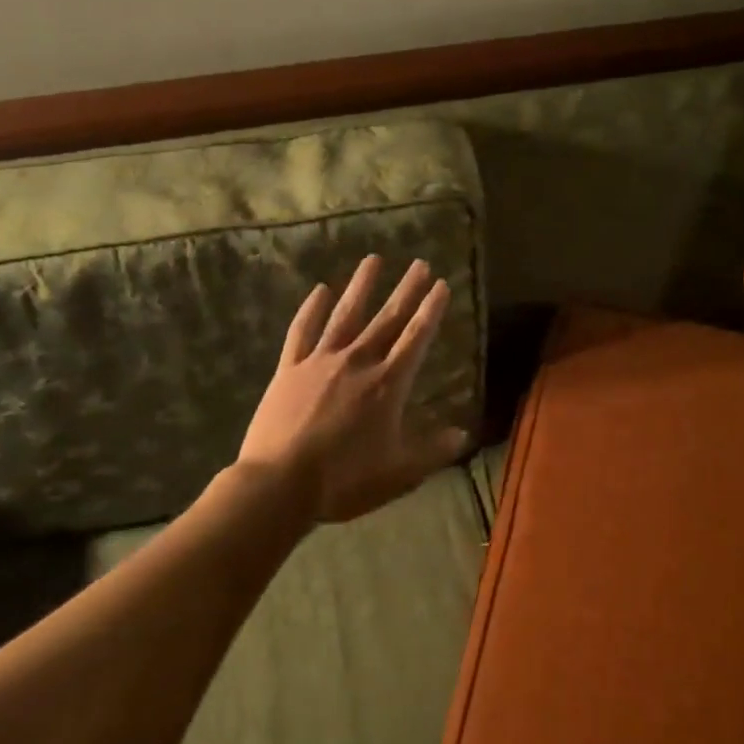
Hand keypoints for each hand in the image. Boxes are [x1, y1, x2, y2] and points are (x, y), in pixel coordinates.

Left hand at [239, 256, 469, 525]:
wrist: (280, 484)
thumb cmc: (345, 480)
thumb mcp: (400, 472)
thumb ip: (433, 451)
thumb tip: (463, 434)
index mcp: (388, 385)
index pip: (416, 338)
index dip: (431, 310)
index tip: (441, 284)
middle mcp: (357, 362)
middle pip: (387, 319)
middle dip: (406, 290)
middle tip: (419, 263)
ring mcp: (320, 361)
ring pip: (345, 315)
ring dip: (361, 286)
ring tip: (373, 259)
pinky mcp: (289, 369)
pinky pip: (302, 331)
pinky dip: (311, 309)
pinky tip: (319, 290)